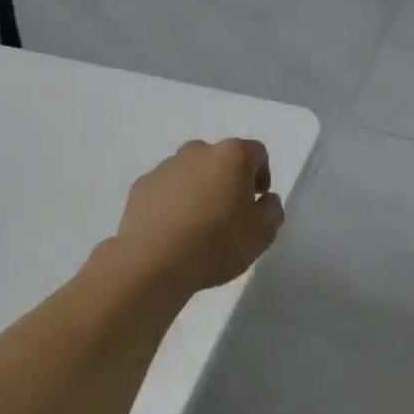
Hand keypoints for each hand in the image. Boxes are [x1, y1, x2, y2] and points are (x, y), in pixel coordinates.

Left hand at [110, 139, 285, 292]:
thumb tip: (265, 200)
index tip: (257, 201)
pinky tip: (174, 230)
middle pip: (221, 159)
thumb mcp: (262, 234)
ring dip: (199, 190)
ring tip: (198, 225)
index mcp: (231, 156)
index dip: (262, 175)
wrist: (152, 262)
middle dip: (228, 181)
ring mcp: (165, 166)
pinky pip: (166, 189)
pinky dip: (173, 202)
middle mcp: (197, 151)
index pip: (256, 153)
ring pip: (191, 172)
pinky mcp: (141, 186)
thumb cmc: (216, 244)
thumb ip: (272, 210)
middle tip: (229, 213)